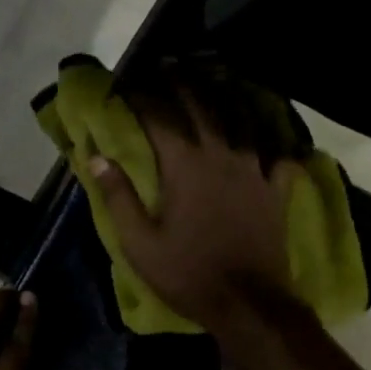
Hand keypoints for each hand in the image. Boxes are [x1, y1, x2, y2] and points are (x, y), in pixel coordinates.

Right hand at [89, 90, 301, 334]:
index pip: (159, 118)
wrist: (248, 303)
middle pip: (201, 107)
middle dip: (181, 83)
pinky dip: (268, 136)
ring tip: (212, 78)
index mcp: (184, 167)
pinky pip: (274, 152)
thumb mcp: (139, 243)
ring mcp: (253, 170)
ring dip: (223, 95)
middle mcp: (221, 156)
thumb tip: (96, 158)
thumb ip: (118, 197)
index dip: (141, 97)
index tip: (125, 84)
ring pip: (240, 119)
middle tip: (167, 65)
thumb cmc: (187, 274)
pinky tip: (266, 130)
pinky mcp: (274, 189)